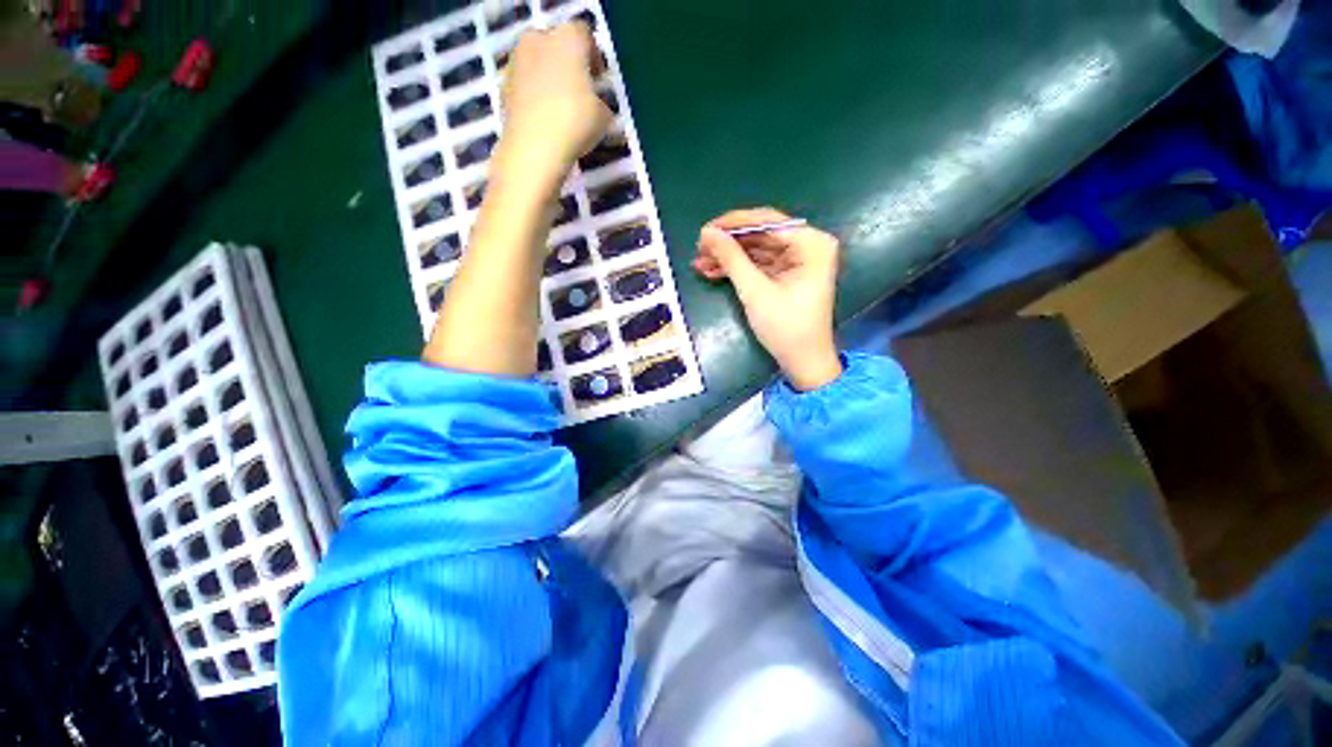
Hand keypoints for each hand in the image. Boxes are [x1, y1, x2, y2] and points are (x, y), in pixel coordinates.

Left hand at [494, 21, 612, 191]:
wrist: (534, 148)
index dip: (594, 57)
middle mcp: (539, 40)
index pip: (585, 35)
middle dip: (569, 64)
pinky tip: (545, 119)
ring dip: (549, 78)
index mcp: (568, 39)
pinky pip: (525, 84)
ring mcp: (517, 60)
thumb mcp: (604, 117)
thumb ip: (600, 103)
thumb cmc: (575, 123)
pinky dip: (534, 95)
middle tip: (580, 91)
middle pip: (557, 44)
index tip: (598, 79)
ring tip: (561, 108)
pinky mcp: (504, 84)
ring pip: (538, 62)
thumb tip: (596, 106)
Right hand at [695, 208, 842, 390]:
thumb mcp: (755, 291)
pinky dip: (738, 269)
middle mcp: (808, 245)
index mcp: (812, 243)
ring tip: (699, 263)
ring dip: (728, 257)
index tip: (705, 230)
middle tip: (699, 248)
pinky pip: (759, 264)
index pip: (768, 222)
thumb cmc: (785, 327)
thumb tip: (707, 232)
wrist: (803, 362)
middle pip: (761, 235)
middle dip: (728, 244)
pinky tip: (712, 272)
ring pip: (756, 250)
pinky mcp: (787, 275)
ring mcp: (797, 260)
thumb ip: (731, 258)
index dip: (734, 224)